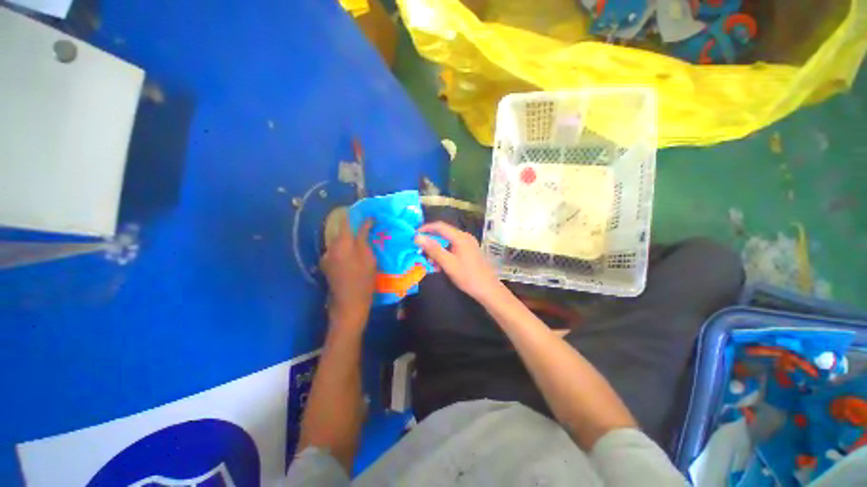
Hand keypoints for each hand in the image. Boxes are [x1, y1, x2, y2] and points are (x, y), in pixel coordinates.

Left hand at [321, 218, 375, 328]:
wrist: (349, 303)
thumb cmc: (363, 279)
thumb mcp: (368, 256)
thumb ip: (364, 236)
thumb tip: (367, 220)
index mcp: (342, 243)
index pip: (347, 221)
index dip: (357, 216)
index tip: (368, 215)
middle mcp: (330, 247)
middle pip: (342, 231)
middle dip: (354, 229)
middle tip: (369, 231)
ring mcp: (327, 257)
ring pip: (339, 242)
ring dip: (350, 240)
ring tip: (362, 245)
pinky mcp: (327, 266)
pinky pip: (337, 251)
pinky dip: (345, 250)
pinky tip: (354, 257)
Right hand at [415, 221, 503, 303]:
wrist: (488, 289)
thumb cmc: (468, 276)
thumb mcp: (448, 263)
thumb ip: (433, 249)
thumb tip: (418, 237)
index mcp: (460, 237)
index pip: (440, 226)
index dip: (426, 228)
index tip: (414, 235)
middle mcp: (464, 237)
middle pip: (443, 234)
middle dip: (431, 243)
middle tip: (421, 253)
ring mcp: (468, 244)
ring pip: (447, 242)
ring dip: (437, 251)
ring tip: (431, 263)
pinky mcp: (469, 251)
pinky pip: (453, 248)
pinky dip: (444, 254)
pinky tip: (440, 266)